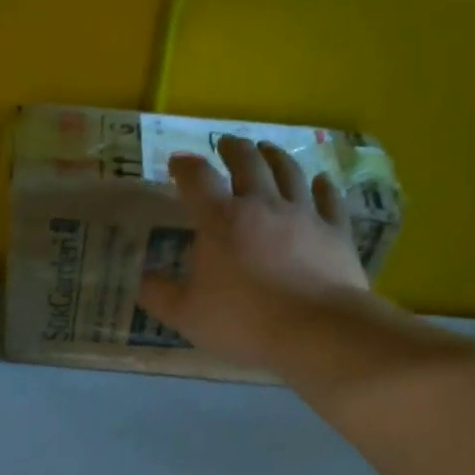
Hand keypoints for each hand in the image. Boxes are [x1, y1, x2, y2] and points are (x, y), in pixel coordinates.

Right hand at [137, 135, 369, 371]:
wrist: (317, 331)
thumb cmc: (245, 322)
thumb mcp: (187, 315)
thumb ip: (158, 294)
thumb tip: (138, 278)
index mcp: (221, 220)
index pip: (197, 179)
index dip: (185, 166)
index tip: (177, 163)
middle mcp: (262, 205)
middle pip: (248, 162)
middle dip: (234, 148)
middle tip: (227, 143)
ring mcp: (304, 214)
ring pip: (289, 171)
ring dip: (275, 156)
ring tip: (267, 149)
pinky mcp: (335, 230)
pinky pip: (329, 198)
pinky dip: (323, 186)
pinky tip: (321, 181)